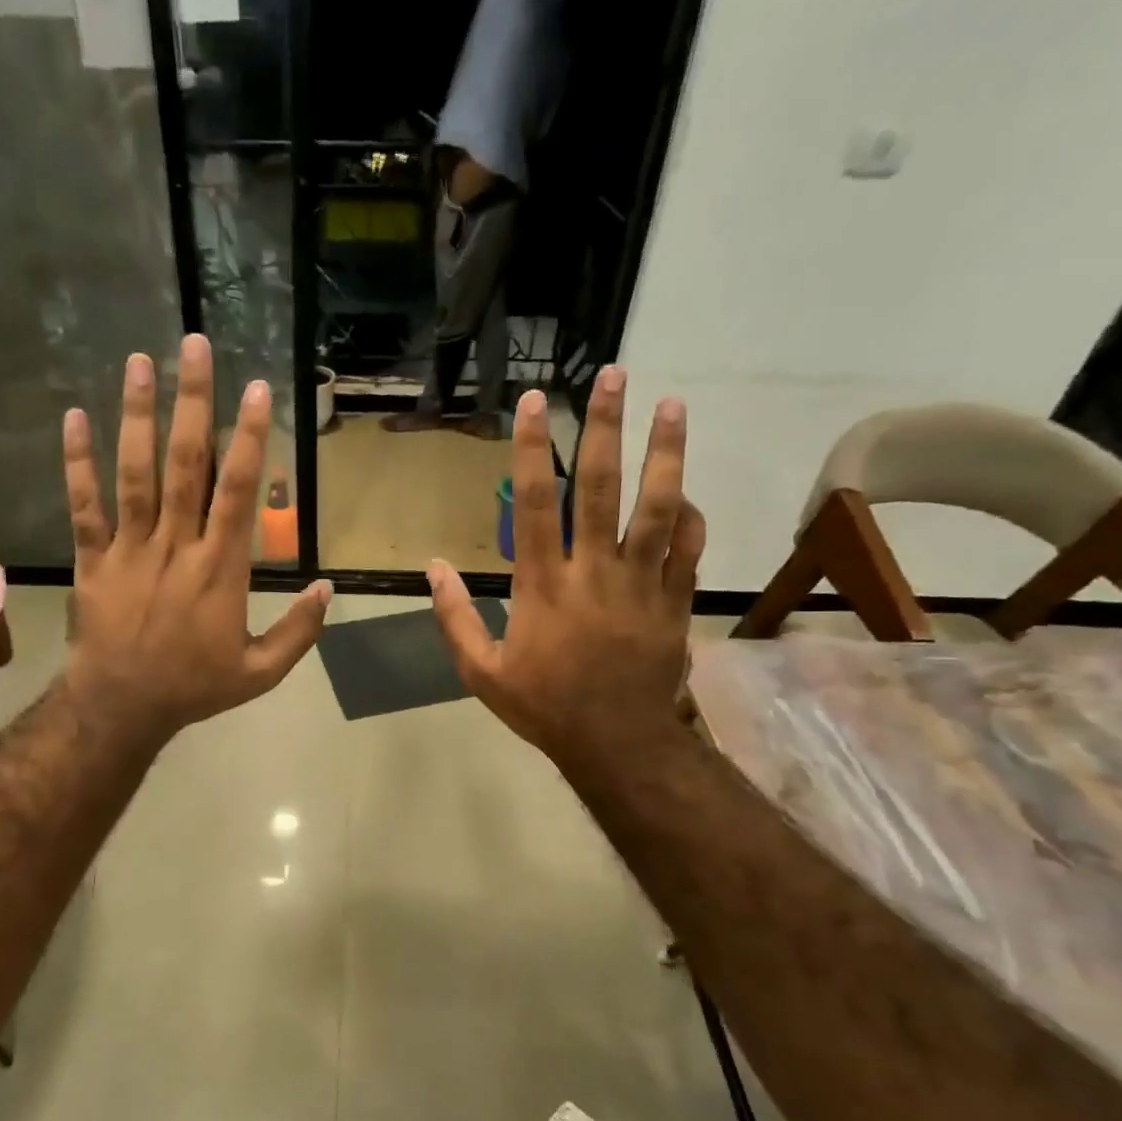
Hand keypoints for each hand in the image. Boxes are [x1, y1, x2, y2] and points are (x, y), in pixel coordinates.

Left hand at [62, 334, 330, 744]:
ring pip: (135, 474)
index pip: (238, 491)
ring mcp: (130, 549)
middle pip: (186, 464)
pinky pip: (84, 506)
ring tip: (140, 362)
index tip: (256, 389)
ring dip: (138, 417)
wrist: (123, 708)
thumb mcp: (262, 671)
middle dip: (193, 403)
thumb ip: (299, 631)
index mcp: (221, 569)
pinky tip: (75, 418)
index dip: (249, 438)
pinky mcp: (92, 560)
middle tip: (195, 346)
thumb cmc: (196, 687)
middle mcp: (176, 546)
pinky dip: (78, 463)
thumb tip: (328, 588)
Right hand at [428, 367, 703, 773]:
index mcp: (544, 586)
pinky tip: (685, 490)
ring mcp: (641, 583)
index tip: (534, 403)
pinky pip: (687, 548)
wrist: (616, 743)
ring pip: (657, 507)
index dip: (534, 449)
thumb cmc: (544, 706)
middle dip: (605, 427)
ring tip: (672, 405)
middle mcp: (594, 572)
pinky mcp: (674, 600)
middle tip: (613, 376)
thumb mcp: (482, 672)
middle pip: (601, 488)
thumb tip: (433, 568)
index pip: (537, 503)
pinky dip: (688, 515)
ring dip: (665, 453)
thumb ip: (456, 617)